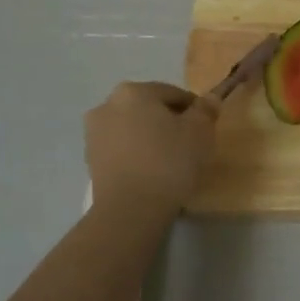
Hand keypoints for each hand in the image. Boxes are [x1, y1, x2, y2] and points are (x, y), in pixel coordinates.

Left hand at [84, 81, 219, 214]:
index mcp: (134, 91)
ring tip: (170, 161)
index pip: (173, 93)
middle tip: (189, 144)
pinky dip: (136, 153)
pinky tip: (151, 172)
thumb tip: (209, 98)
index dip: (194, 109)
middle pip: (149, 109)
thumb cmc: (169, 162)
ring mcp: (94, 133)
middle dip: (169, 122)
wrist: (131, 208)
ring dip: (150, 137)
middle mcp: (107, 105)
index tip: (206, 128)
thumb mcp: (200, 132)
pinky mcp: (90, 159)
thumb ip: (206, 110)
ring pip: (133, 128)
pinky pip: (121, 148)